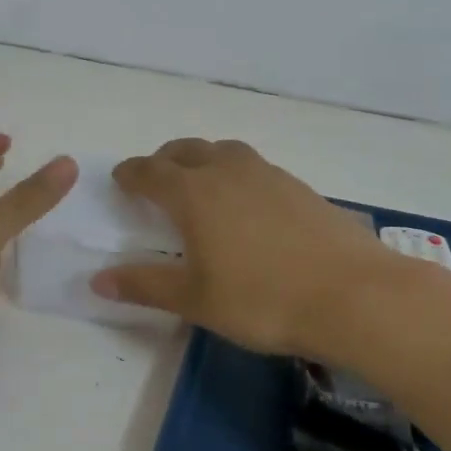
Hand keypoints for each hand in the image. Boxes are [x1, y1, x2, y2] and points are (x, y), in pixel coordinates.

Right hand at [89, 138, 394, 355]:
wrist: (353, 295)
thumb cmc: (261, 299)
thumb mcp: (195, 299)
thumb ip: (145, 285)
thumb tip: (97, 280)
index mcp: (194, 192)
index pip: (150, 171)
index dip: (130, 174)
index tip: (120, 179)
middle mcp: (228, 171)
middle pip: (187, 150)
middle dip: (165, 160)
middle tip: (156, 179)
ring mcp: (269, 175)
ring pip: (225, 152)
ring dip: (203, 160)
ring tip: (201, 184)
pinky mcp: (301, 187)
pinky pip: (255, 168)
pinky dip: (237, 175)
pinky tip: (248, 205)